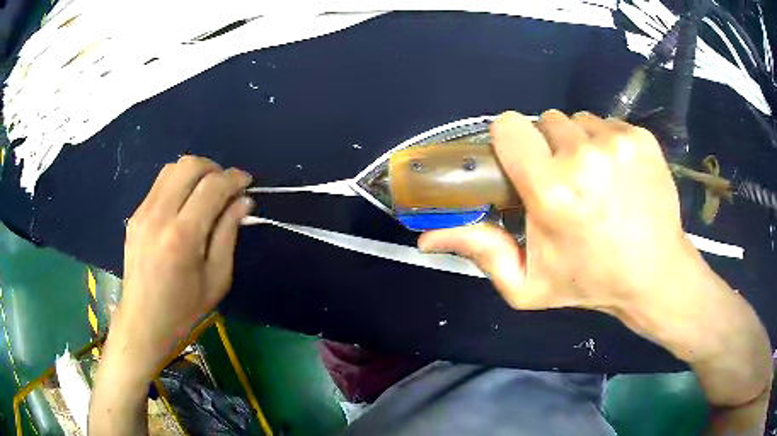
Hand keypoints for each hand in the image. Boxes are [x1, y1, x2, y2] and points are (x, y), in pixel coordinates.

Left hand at [114, 155, 253, 369]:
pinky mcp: (135, 215)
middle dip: (214, 168)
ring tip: (206, 192)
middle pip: (189, 165)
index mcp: (183, 236)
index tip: (247, 183)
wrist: (143, 320)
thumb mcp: (217, 278)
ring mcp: (143, 212)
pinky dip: (178, 184)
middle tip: (226, 186)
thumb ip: (228, 234)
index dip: (234, 178)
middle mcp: (159, 215)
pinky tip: (184, 205)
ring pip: (172, 168)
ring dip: (195, 172)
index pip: (212, 187)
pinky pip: (160, 184)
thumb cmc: (184, 308)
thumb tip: (243, 202)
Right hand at [417, 111, 772, 433]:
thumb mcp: (526, 284)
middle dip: (547, 147)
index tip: (522, 165)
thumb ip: (480, 252)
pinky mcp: (642, 137)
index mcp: (551, 190)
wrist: (654, 275)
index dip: (511, 143)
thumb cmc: (589, 282)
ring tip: (595, 181)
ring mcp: (618, 142)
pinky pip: (608, 123)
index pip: (509, 126)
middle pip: (545, 120)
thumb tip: (426, 237)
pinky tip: (619, 175)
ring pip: (579, 120)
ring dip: (579, 144)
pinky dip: (607, 143)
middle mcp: (584, 156)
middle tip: (564, 182)